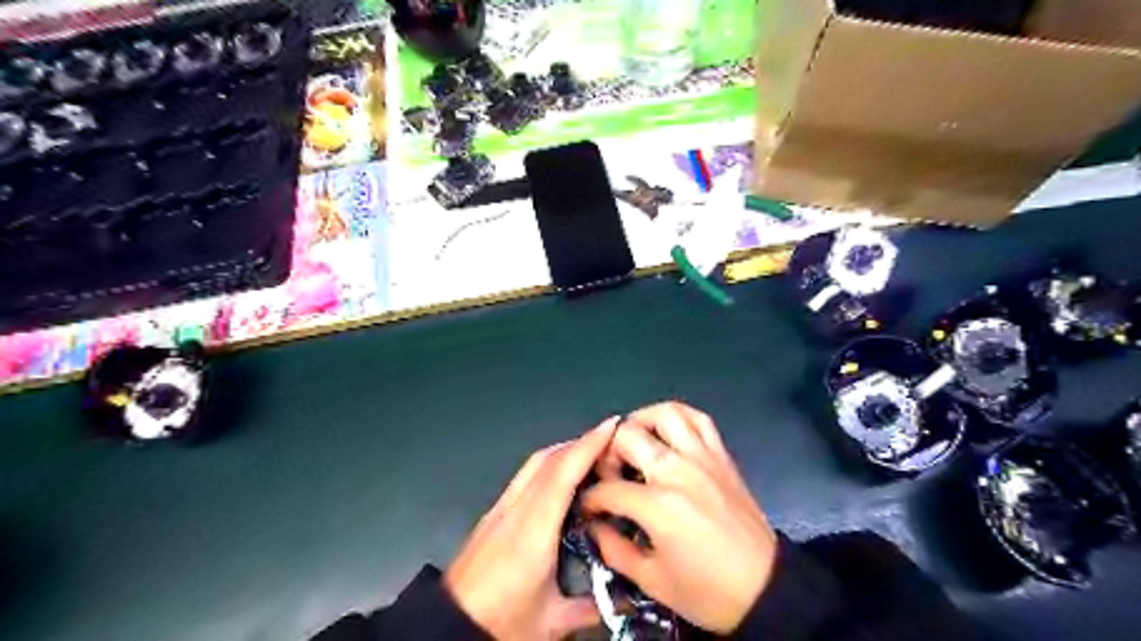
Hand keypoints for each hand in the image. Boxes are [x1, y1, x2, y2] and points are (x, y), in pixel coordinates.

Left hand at [445, 417, 621, 640]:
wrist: (448, 626)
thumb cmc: (500, 622)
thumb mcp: (551, 622)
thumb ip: (592, 607)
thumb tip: (627, 599)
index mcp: (533, 532)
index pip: (562, 474)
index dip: (587, 446)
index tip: (611, 426)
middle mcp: (516, 510)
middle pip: (547, 460)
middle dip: (580, 442)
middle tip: (611, 440)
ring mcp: (500, 508)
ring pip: (534, 464)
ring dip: (564, 450)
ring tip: (591, 452)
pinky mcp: (493, 513)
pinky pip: (525, 475)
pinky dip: (549, 464)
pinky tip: (562, 476)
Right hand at [584, 404, 781, 632]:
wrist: (765, 588)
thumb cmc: (707, 592)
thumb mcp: (653, 581)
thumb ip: (614, 549)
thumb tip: (593, 526)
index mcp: (657, 505)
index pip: (608, 488)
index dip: (591, 498)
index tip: (590, 507)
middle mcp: (678, 470)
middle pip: (628, 436)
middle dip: (608, 453)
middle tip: (610, 474)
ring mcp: (702, 457)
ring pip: (664, 414)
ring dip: (641, 422)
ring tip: (635, 442)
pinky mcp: (721, 456)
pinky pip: (699, 419)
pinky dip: (678, 417)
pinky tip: (667, 433)